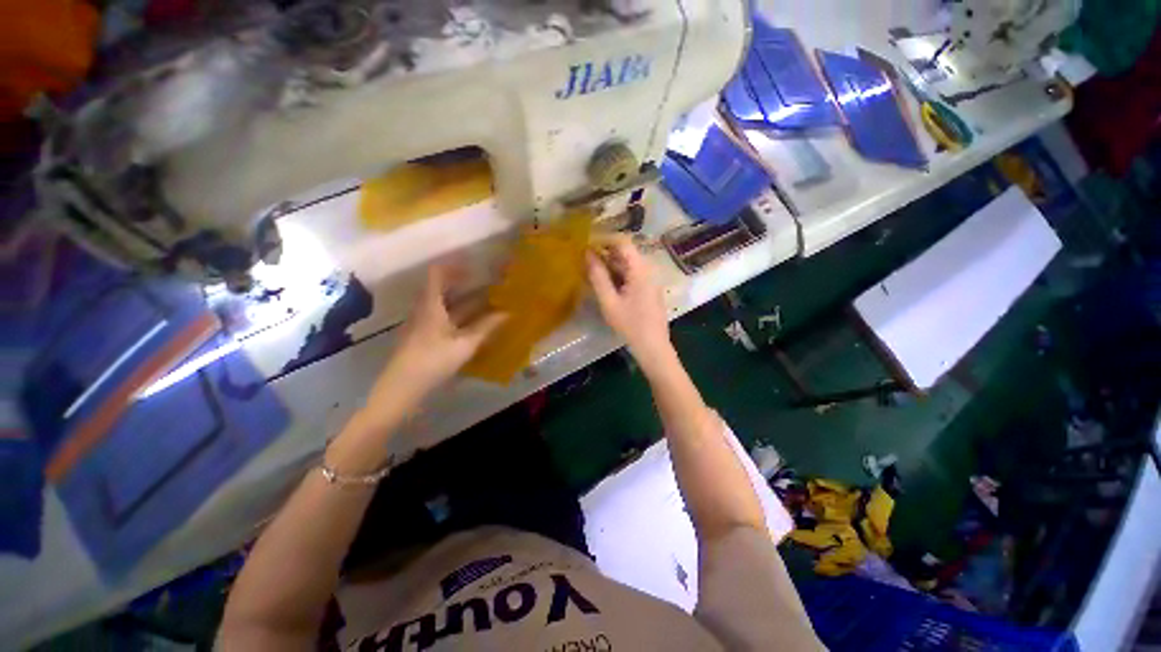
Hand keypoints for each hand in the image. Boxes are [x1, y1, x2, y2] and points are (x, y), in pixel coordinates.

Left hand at [378, 264, 505, 402]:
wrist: (402, 388)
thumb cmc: (433, 361)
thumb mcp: (465, 344)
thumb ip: (486, 327)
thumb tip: (508, 313)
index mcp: (431, 305)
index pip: (438, 274)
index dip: (454, 265)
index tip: (475, 264)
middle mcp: (424, 309)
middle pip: (441, 288)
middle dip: (463, 282)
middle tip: (486, 281)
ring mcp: (422, 323)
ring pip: (444, 303)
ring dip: (463, 299)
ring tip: (485, 299)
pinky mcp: (423, 336)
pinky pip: (443, 316)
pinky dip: (458, 314)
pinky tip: (473, 321)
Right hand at [586, 235, 673, 368]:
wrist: (653, 347)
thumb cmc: (631, 325)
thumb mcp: (609, 302)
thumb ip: (598, 277)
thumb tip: (587, 254)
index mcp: (640, 269)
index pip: (623, 242)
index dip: (604, 239)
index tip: (586, 243)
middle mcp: (648, 269)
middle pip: (626, 252)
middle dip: (604, 253)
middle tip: (584, 259)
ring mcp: (650, 279)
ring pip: (628, 264)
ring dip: (610, 265)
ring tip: (590, 271)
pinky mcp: (649, 289)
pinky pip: (632, 274)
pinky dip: (617, 275)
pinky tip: (605, 284)